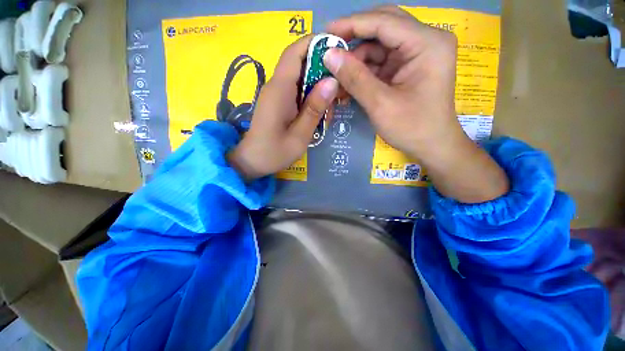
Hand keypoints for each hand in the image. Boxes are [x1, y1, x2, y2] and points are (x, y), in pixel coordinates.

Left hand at [228, 35, 338, 180]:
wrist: (252, 161)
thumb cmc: (274, 152)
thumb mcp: (299, 135)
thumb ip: (314, 109)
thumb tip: (332, 81)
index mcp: (280, 89)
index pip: (295, 52)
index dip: (316, 43)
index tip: (339, 49)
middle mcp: (276, 86)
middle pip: (301, 63)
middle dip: (323, 69)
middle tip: (341, 88)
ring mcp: (277, 94)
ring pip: (301, 77)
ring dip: (318, 86)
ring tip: (331, 107)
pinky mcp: (279, 102)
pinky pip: (297, 91)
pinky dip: (311, 97)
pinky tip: (319, 113)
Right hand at [325, 6, 508, 202]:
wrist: (432, 146)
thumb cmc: (412, 128)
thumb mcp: (380, 105)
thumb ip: (354, 78)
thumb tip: (328, 55)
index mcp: (427, 43)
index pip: (384, 22)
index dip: (352, 24)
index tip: (325, 33)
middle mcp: (425, 41)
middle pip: (384, 26)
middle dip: (355, 39)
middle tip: (330, 51)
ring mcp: (418, 54)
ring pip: (380, 45)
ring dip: (357, 59)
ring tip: (337, 76)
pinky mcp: (409, 67)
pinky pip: (382, 61)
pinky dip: (364, 71)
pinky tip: (350, 83)